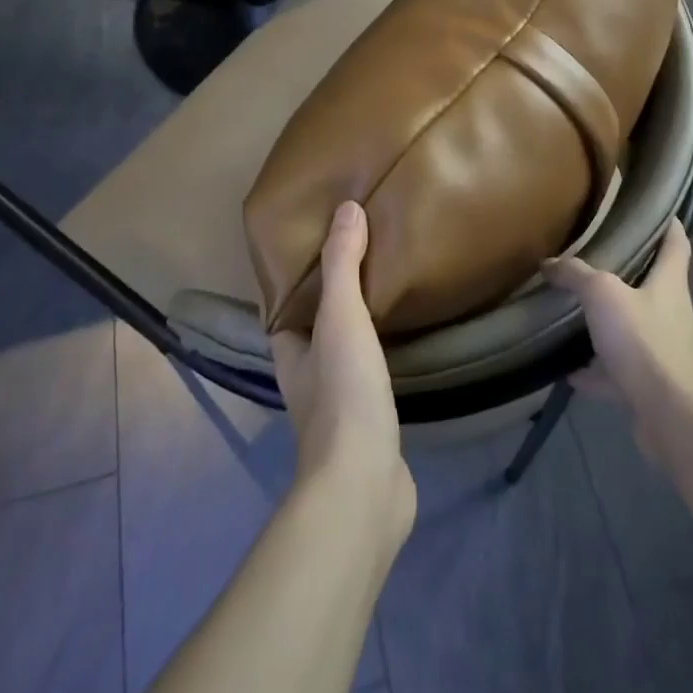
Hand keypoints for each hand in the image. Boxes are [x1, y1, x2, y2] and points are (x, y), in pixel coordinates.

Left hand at [270, 203, 415, 543]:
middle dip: (335, 297)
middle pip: (316, 327)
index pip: (285, 306)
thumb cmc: (343, 394)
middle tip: (367, 256)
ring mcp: (338, 404)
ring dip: (361, 326)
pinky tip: (407, 338)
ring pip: (345, 352)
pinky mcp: (369, 423)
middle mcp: (306, 377)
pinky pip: (373, 374)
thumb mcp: (340, 318)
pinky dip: (384, 352)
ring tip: (390, 286)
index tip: (325, 242)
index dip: (299, 277)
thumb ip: (342, 265)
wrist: (364, 483)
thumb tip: (346, 208)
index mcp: (289, 352)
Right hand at [545, 218, 692, 456]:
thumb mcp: (602, 295)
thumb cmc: (643, 341)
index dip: (668, 222)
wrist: (669, 415)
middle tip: (592, 256)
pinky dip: (594, 370)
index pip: (676, 242)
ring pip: (631, 327)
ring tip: (573, 311)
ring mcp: (660, 350)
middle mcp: (670, 312)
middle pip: (651, 283)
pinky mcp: (648, 383)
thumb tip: (549, 262)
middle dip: (625, 271)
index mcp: (669, 283)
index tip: (651, 209)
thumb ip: (576, 274)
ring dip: (606, 322)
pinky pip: (616, 370)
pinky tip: (567, 368)